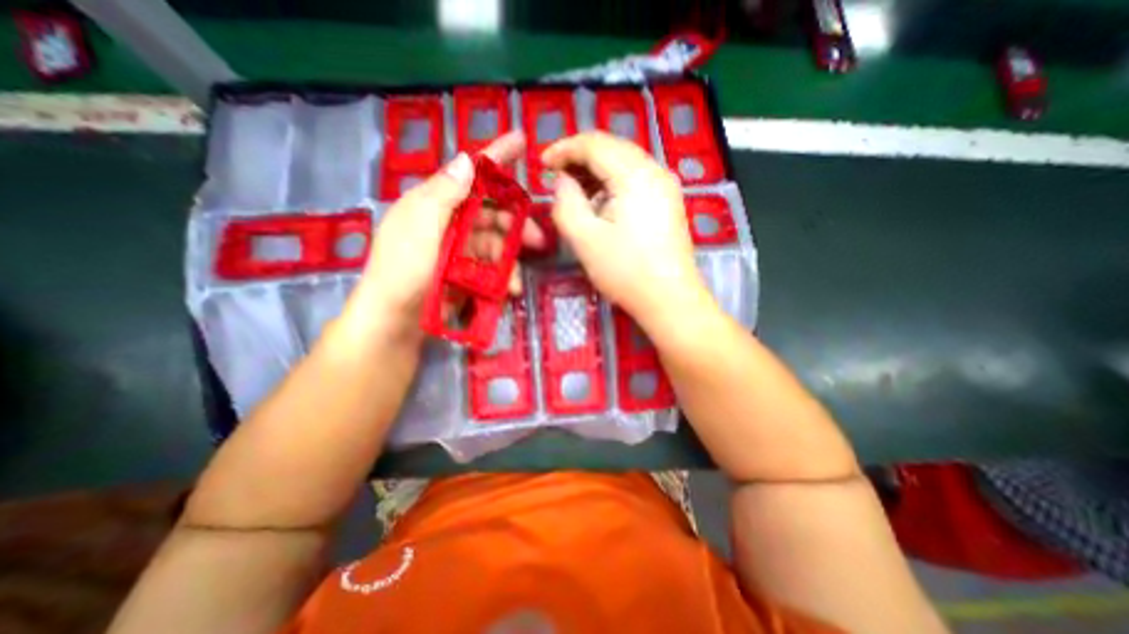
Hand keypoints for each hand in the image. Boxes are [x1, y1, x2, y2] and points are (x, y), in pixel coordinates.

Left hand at [340, 132, 542, 343]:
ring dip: (510, 259)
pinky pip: (492, 268)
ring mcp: (459, 250)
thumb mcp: (419, 225)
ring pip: (496, 244)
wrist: (395, 321)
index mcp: (435, 203)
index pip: (470, 173)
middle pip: (492, 213)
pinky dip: (502, 277)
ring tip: (516, 281)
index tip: (520, 140)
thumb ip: (444, 193)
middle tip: (537, 238)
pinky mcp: (467, 274)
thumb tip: (468, 160)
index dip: (495, 156)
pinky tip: (509, 289)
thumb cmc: (403, 269)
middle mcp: (450, 222)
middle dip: (516, 224)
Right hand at [540, 133, 703, 322]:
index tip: (542, 164)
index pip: (595, 144)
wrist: (670, 300)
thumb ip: (566, 203)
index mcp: (635, 174)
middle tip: (556, 177)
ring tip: (574, 190)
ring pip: (624, 163)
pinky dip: (612, 183)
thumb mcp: (584, 238)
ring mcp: (666, 186)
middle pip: (612, 148)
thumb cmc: (626, 271)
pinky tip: (600, 202)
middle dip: (579, 158)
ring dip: (596, 171)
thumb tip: (562, 181)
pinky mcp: (668, 202)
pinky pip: (635, 179)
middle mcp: (655, 170)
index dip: (564, 148)